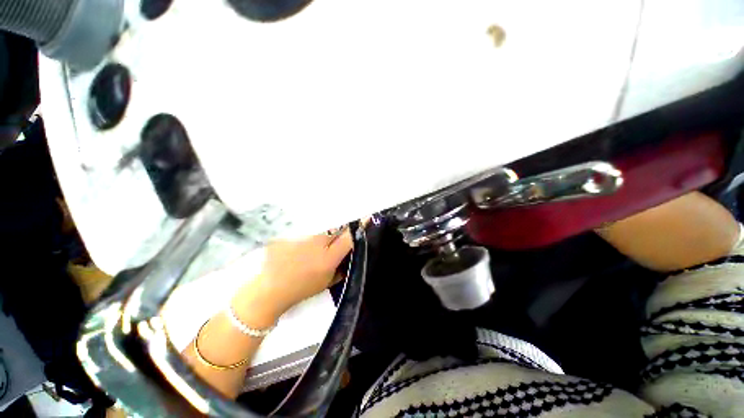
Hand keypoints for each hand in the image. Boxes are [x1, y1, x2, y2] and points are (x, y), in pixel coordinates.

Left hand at [233, 229, 352, 322]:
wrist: (269, 290)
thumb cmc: (302, 288)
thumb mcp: (327, 281)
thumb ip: (341, 267)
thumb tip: (351, 253)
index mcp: (328, 257)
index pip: (349, 236)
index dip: (359, 227)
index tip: (366, 218)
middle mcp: (316, 242)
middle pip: (334, 229)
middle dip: (336, 233)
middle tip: (329, 242)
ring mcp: (300, 236)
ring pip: (318, 228)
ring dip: (319, 234)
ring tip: (310, 245)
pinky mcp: (286, 233)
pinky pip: (302, 229)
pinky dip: (303, 235)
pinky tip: (297, 244)